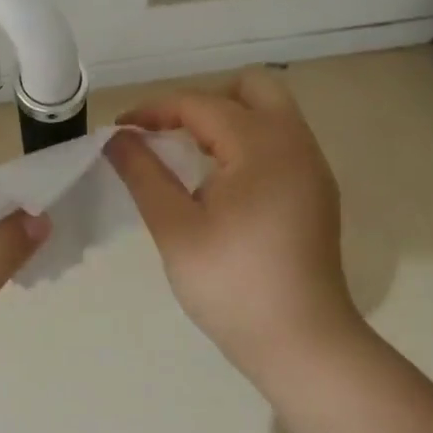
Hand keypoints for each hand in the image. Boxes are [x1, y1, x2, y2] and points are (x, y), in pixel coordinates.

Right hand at [107, 70, 361, 385]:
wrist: (303, 345)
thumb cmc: (233, 286)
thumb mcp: (176, 228)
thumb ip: (144, 173)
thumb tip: (116, 137)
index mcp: (261, 145)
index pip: (199, 104)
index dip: (154, 110)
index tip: (121, 131)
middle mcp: (294, 142)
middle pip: (250, 87)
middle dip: (203, 101)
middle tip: (170, 136)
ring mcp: (312, 166)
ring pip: (270, 111)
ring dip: (227, 119)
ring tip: (191, 156)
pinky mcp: (317, 190)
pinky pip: (280, 140)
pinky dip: (248, 141)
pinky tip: (223, 182)